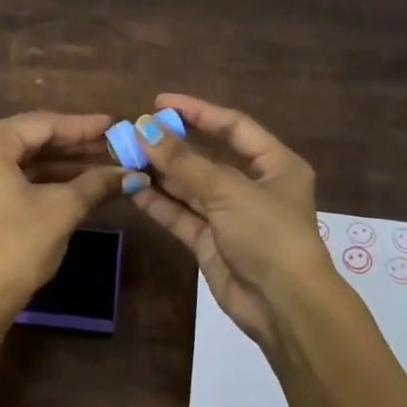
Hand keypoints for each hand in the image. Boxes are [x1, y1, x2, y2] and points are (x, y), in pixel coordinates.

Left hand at [0, 111, 136, 313]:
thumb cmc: (16, 247)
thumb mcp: (62, 210)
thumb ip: (96, 183)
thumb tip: (132, 174)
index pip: (43, 124)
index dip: (83, 126)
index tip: (116, 125)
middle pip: (30, 140)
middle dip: (74, 146)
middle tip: (113, 145)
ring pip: (21, 161)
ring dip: (60, 165)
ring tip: (102, 166)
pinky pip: (9, 178)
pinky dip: (40, 181)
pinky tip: (74, 184)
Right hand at [128, 93, 335, 343]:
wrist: (282, 304)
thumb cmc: (268, 235)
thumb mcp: (228, 191)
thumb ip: (184, 161)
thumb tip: (144, 128)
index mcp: (275, 165)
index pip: (233, 127)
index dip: (198, 112)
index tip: (160, 103)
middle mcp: (253, 187)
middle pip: (206, 158)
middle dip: (171, 147)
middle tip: (133, 134)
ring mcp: (229, 217)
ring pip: (189, 188)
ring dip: (159, 174)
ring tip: (124, 158)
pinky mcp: (209, 243)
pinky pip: (181, 215)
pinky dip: (158, 203)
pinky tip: (132, 188)